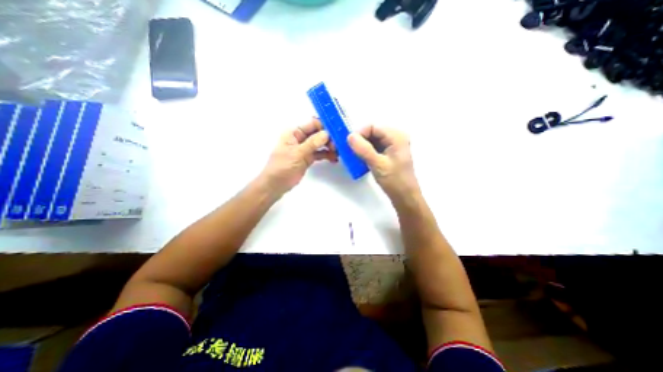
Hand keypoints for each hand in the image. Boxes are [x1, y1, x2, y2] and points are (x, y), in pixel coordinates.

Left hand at [264, 117, 338, 194]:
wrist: (275, 185)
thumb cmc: (282, 167)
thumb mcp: (297, 154)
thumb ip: (312, 143)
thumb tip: (326, 134)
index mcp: (294, 133)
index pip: (312, 124)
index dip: (324, 126)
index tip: (336, 131)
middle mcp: (300, 139)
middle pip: (318, 134)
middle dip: (329, 138)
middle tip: (338, 145)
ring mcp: (304, 149)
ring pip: (320, 144)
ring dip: (329, 147)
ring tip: (338, 153)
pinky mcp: (308, 159)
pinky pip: (319, 154)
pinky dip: (327, 155)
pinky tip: (334, 159)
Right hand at [348, 125, 418, 200]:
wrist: (405, 197)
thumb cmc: (395, 180)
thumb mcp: (378, 164)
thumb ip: (363, 149)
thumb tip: (349, 136)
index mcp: (396, 136)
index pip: (373, 127)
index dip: (359, 133)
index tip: (348, 144)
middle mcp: (395, 138)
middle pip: (372, 133)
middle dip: (359, 141)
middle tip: (348, 151)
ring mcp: (392, 147)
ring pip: (372, 141)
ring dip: (361, 147)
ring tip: (352, 156)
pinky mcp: (389, 155)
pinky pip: (374, 149)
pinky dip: (365, 153)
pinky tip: (360, 160)